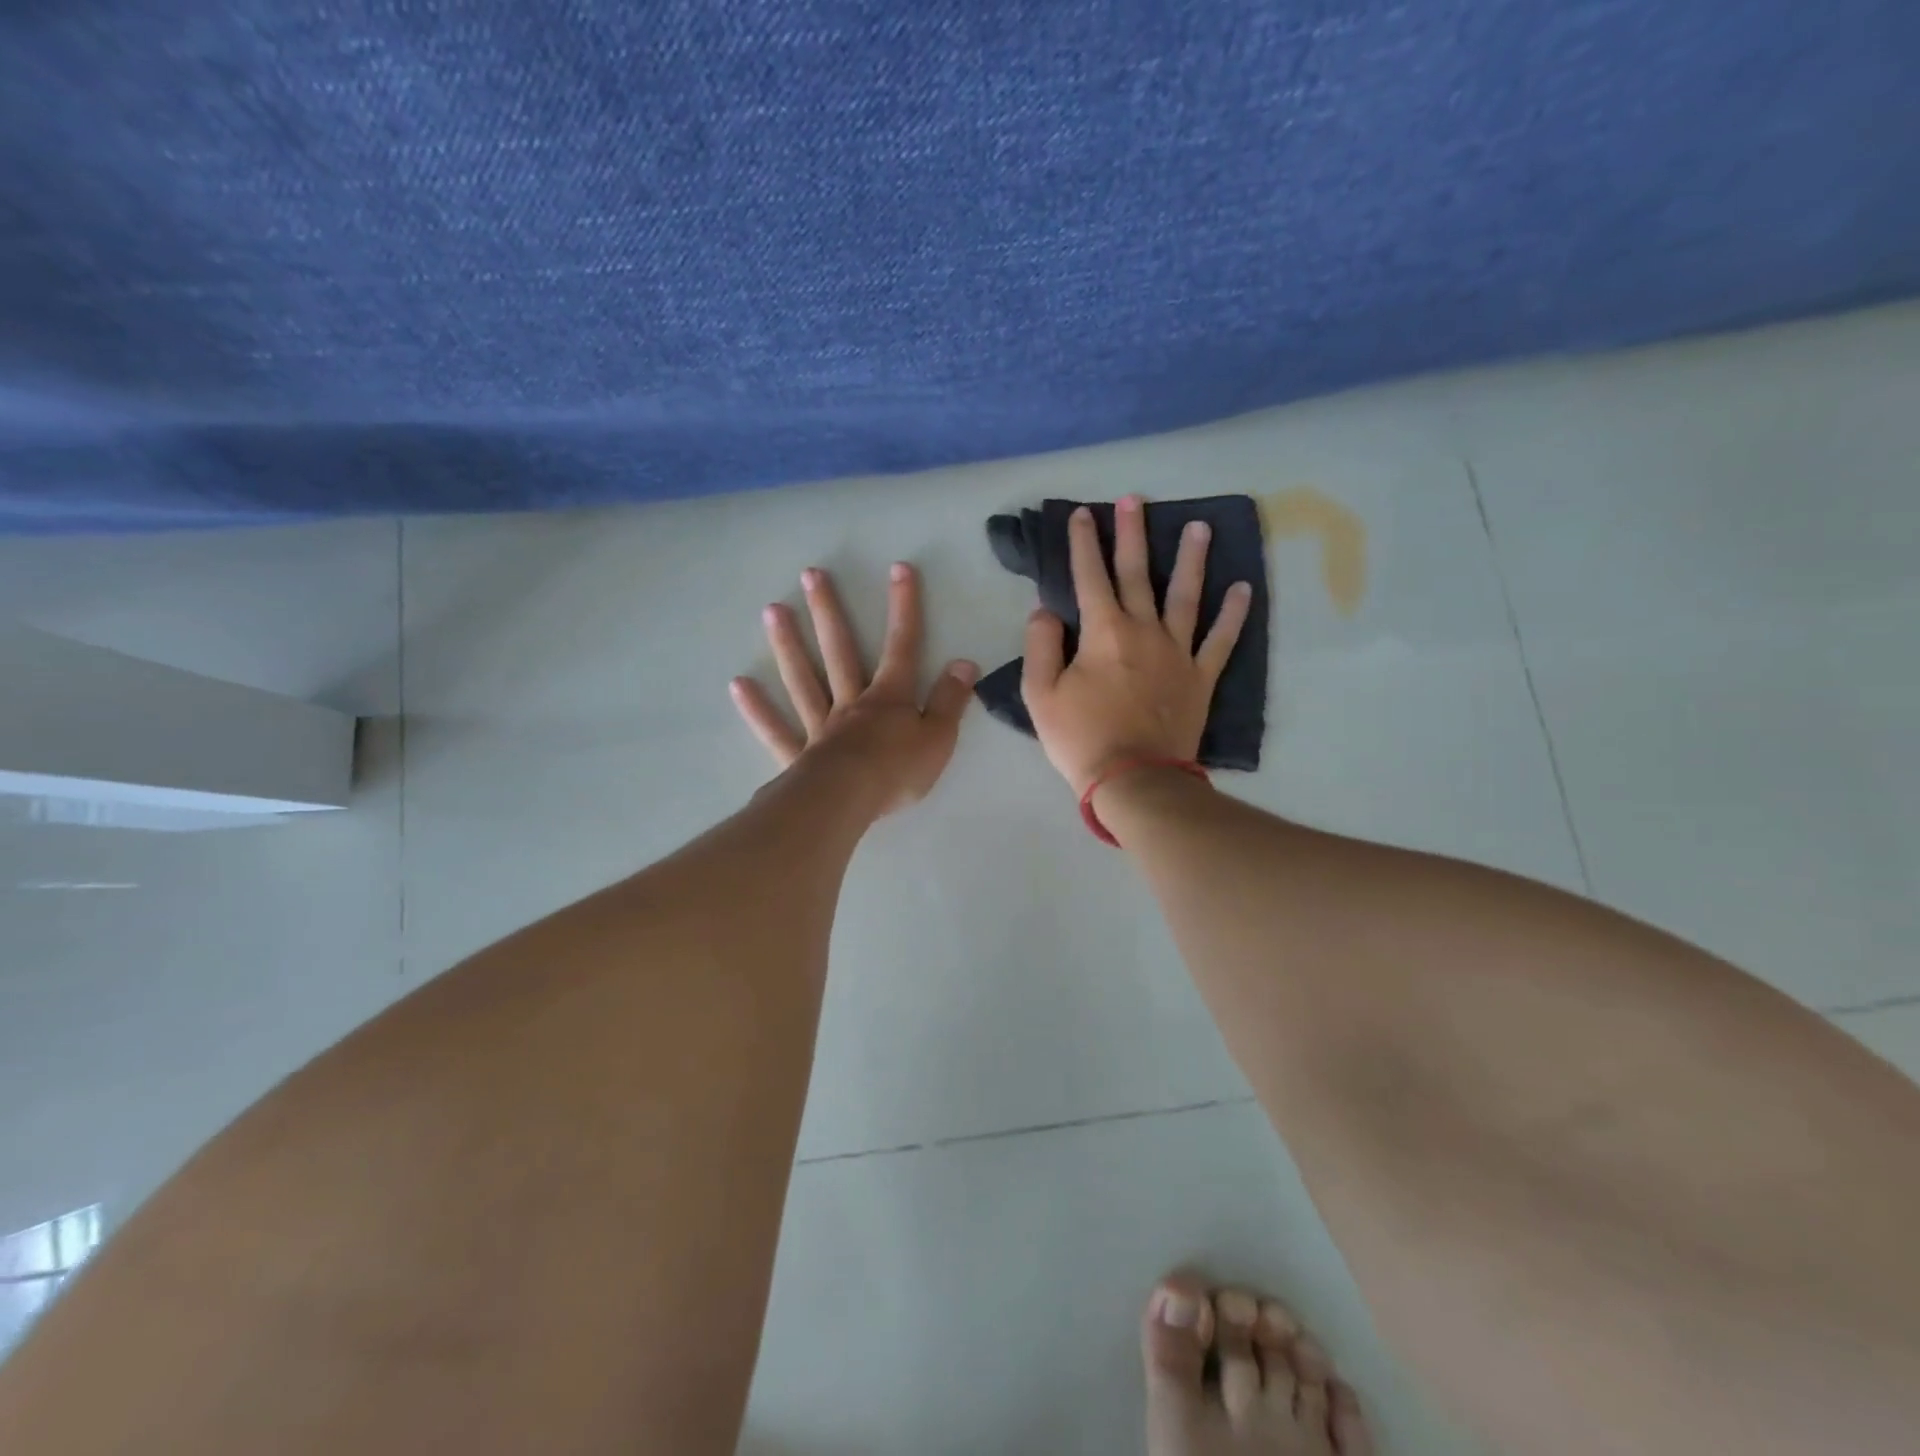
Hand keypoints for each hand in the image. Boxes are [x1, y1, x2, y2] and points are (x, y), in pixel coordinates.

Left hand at [731, 563, 977, 817]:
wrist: (849, 802)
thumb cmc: (897, 771)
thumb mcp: (939, 737)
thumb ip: (951, 700)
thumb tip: (964, 662)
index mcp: (889, 698)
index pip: (902, 646)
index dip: (904, 608)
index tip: (900, 569)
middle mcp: (851, 703)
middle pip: (839, 651)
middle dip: (829, 612)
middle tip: (810, 574)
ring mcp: (820, 727)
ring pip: (803, 680)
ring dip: (788, 645)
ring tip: (772, 610)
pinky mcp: (797, 756)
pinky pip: (775, 729)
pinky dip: (758, 708)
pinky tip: (739, 684)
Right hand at [1021, 496, 1251, 794]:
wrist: (1133, 779)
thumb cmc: (1080, 738)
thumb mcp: (1040, 694)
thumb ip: (1041, 646)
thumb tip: (1045, 610)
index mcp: (1103, 632)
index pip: (1089, 577)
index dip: (1083, 543)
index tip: (1082, 514)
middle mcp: (1144, 631)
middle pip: (1137, 573)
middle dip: (1133, 533)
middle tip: (1136, 499)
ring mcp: (1178, 652)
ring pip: (1186, 595)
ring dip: (1191, 559)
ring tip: (1199, 527)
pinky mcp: (1200, 677)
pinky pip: (1221, 640)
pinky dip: (1233, 614)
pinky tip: (1243, 588)